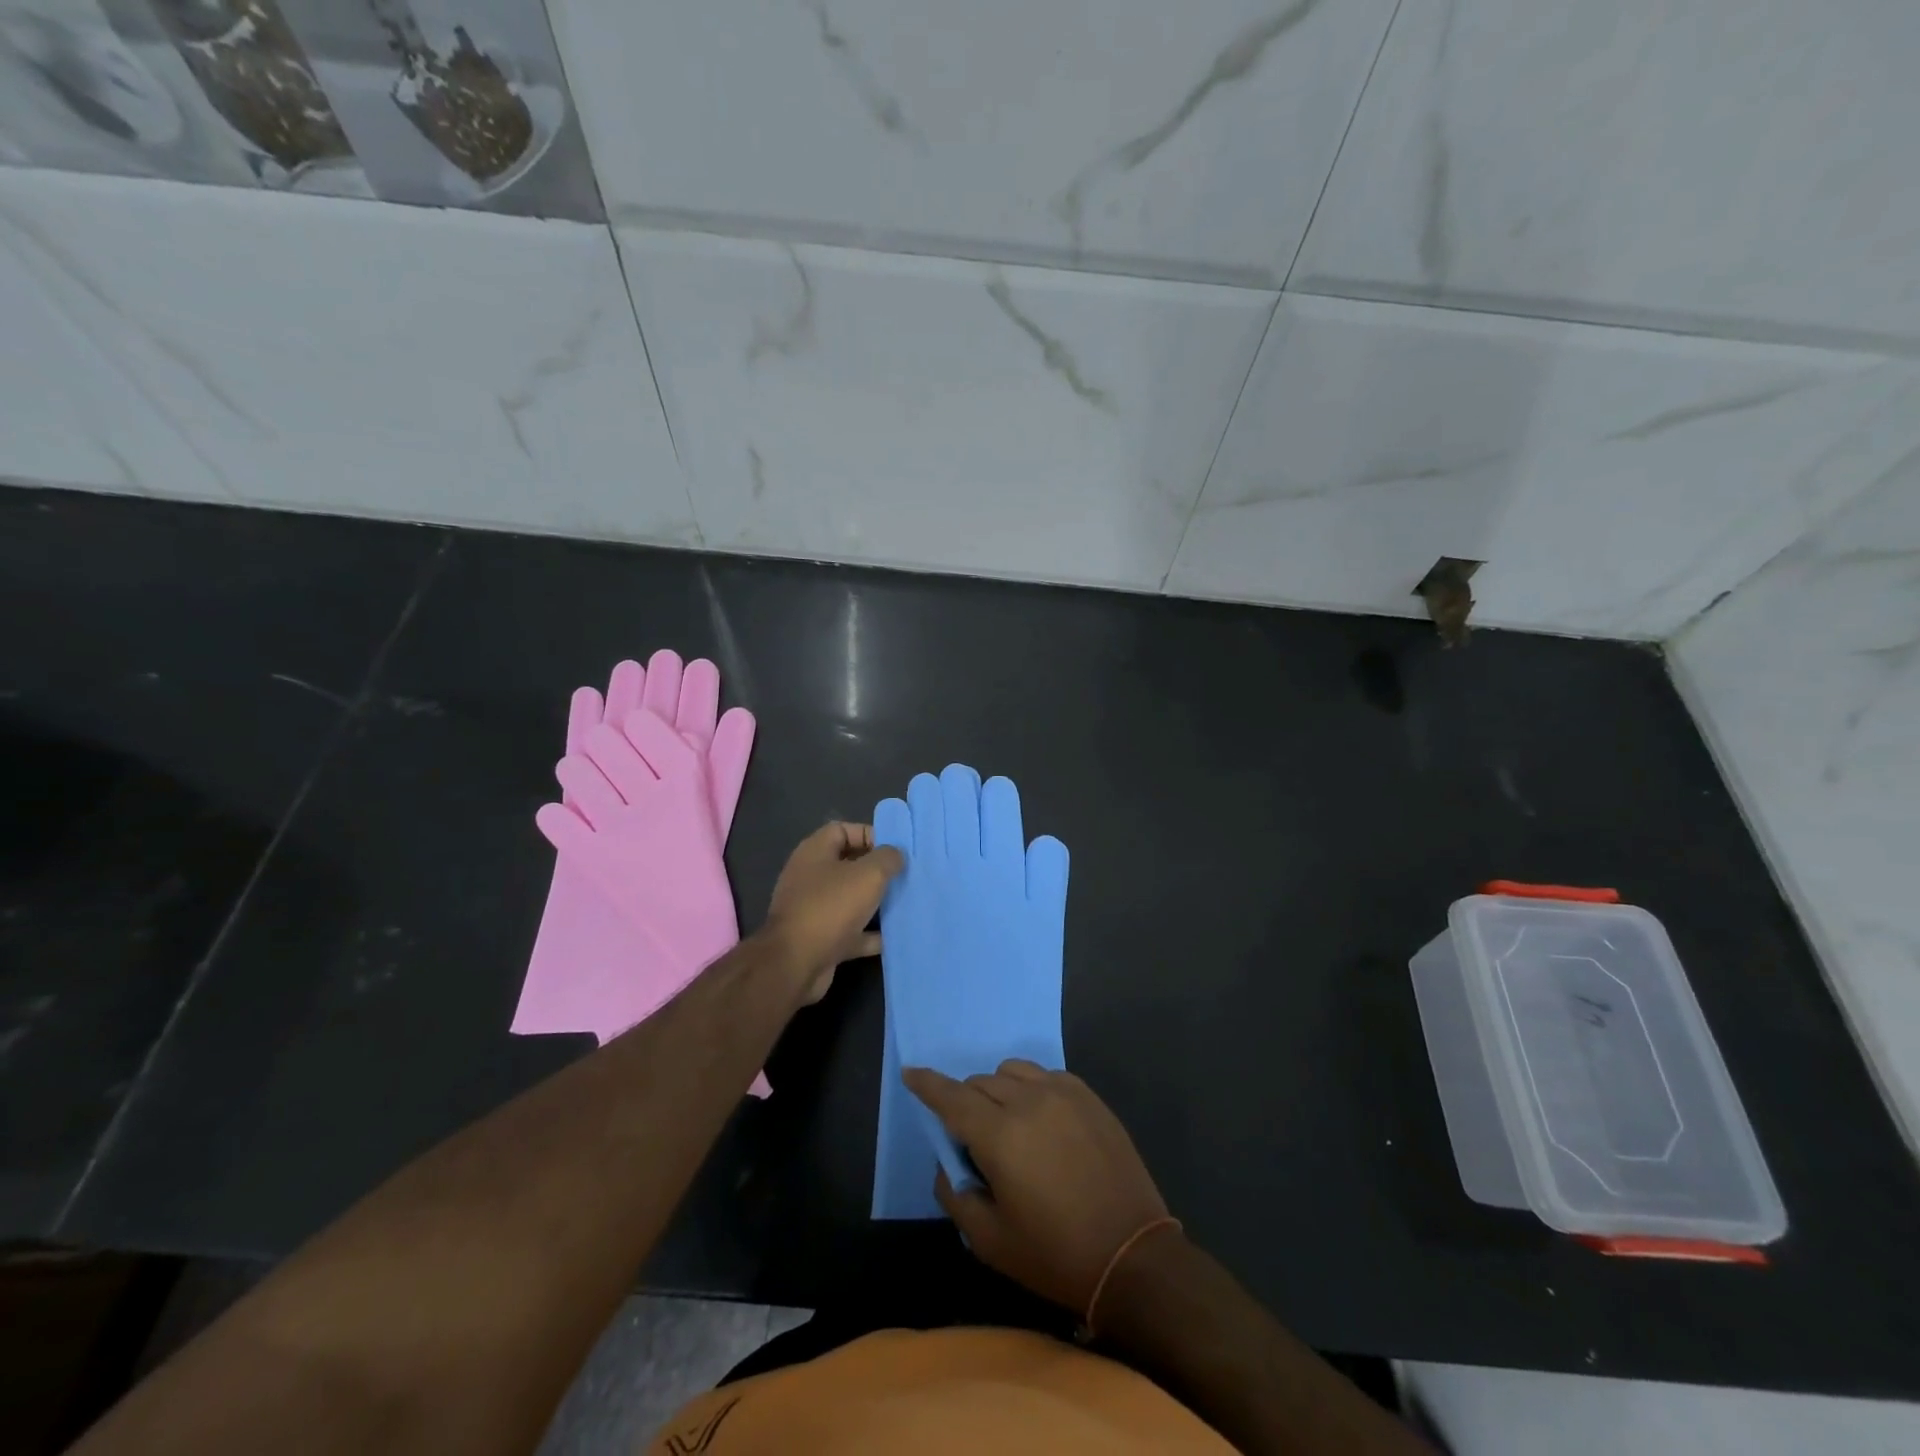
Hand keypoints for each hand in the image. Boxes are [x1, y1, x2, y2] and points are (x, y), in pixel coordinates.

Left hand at [763, 822, 904, 1002]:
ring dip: (876, 903)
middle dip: (878, 870)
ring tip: (906, 902)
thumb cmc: (831, 907)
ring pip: (851, 899)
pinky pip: (851, 931)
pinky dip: (870, 934)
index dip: (869, 834)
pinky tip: (895, 936)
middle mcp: (810, 877)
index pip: (843, 830)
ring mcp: (814, 909)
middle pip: (849, 865)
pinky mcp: (820, 939)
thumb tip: (896, 855)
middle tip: (905, 875)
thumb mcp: (868, 874)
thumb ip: (887, 858)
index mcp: (815, 852)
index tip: (895, 849)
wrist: (796, 964)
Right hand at [905, 1060, 1170, 1315]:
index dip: (927, 1084)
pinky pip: (1045, 1075)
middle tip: (975, 1142)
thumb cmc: (1055, 1254)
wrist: (1132, 1255)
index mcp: (1000, 1135)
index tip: (910, 1072)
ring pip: (1012, 1071)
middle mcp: (1029, 1101)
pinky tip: (1041, 1120)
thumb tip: (949, 1164)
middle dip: (966, 1103)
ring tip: (1009, 1126)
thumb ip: (956, 1195)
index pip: (951, 1097)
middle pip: (980, 1082)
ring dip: (998, 1090)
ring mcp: (1063, 1093)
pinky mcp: (1089, 1096)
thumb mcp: (990, 1241)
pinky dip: (1031, 1089)